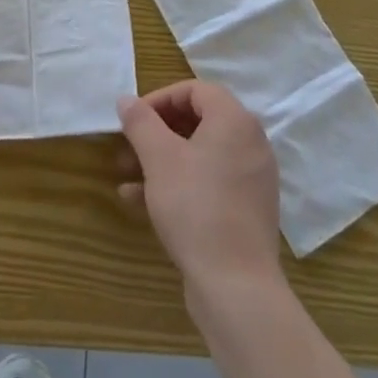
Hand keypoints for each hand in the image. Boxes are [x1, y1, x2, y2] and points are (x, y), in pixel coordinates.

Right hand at [117, 81, 281, 292]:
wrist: (236, 287)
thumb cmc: (196, 207)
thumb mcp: (159, 158)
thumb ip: (140, 122)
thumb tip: (126, 100)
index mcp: (235, 121)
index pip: (195, 90)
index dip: (159, 98)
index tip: (133, 119)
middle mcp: (250, 144)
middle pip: (197, 121)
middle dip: (156, 132)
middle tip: (127, 147)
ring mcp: (251, 179)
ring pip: (199, 155)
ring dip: (160, 160)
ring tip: (126, 176)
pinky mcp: (246, 211)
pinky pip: (208, 183)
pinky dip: (177, 184)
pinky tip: (140, 202)